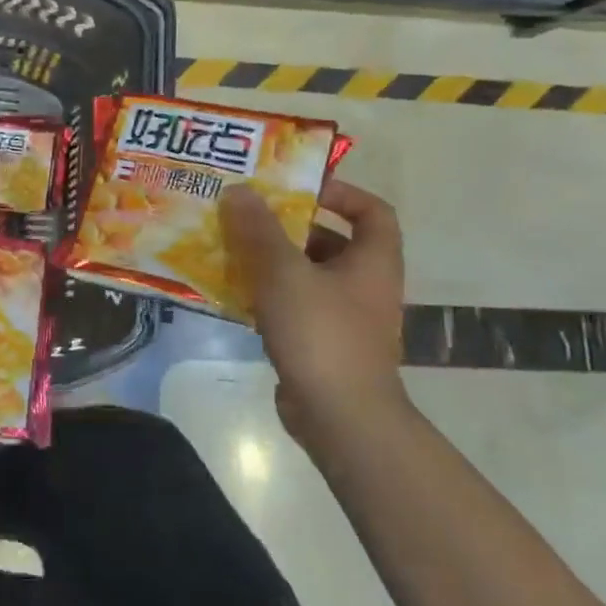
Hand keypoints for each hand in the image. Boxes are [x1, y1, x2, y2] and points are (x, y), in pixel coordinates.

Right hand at [220, 180, 406, 446]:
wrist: (341, 416)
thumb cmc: (321, 333)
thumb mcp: (284, 273)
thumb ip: (259, 230)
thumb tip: (239, 190)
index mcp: (372, 261)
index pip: (372, 211)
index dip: (341, 193)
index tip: (300, 189)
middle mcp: (366, 286)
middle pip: (332, 243)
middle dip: (291, 229)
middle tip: (249, 218)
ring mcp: (346, 319)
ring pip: (309, 277)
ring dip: (274, 263)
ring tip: (233, 252)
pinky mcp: (324, 346)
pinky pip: (296, 308)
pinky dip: (269, 297)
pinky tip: (235, 295)